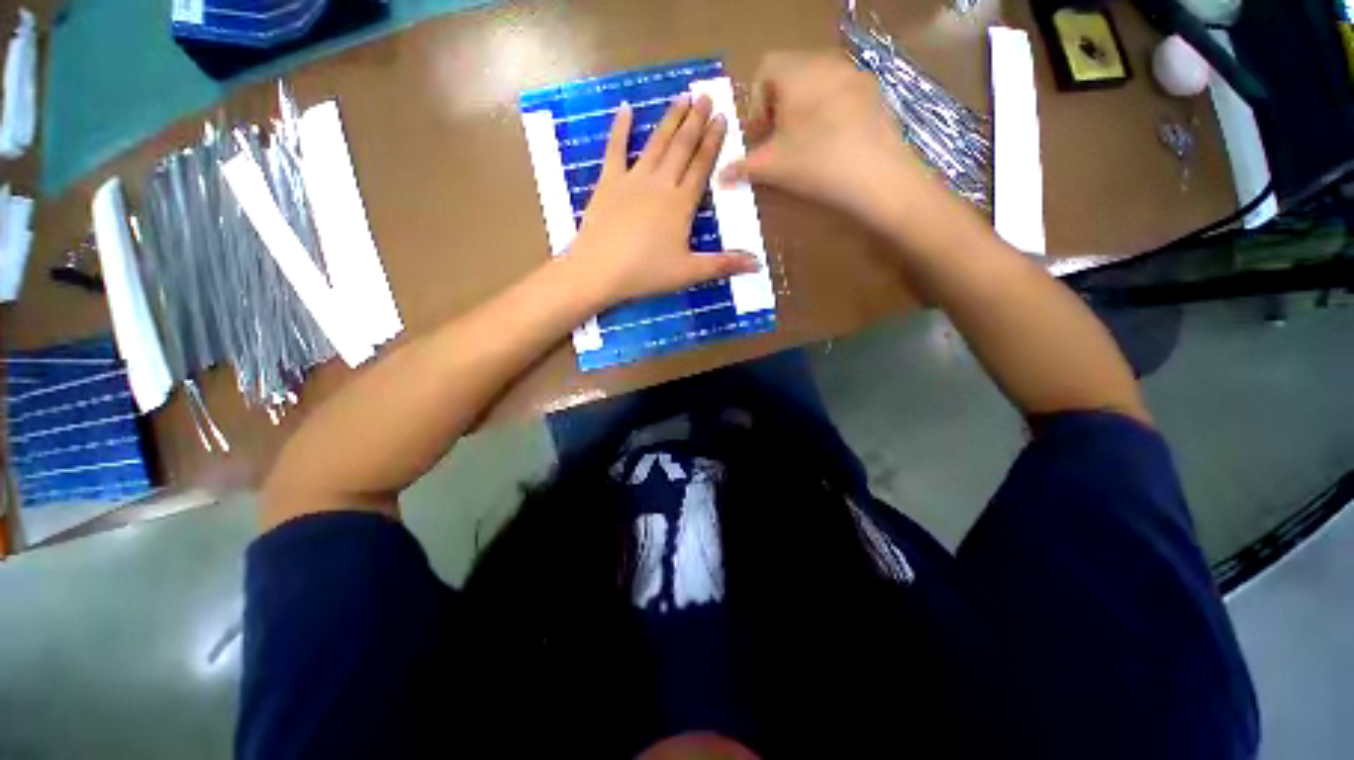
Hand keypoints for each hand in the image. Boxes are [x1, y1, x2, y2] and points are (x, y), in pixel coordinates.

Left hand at [566, 94, 758, 308]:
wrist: (599, 271)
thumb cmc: (646, 273)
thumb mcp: (689, 273)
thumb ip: (723, 264)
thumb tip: (758, 264)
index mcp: (681, 204)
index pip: (702, 166)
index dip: (713, 142)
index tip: (722, 117)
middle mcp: (660, 184)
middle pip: (682, 148)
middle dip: (696, 122)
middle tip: (706, 96)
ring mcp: (632, 180)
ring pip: (657, 144)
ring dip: (670, 120)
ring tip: (682, 97)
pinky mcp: (608, 183)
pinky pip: (615, 150)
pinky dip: (620, 128)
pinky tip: (626, 109)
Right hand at [720, 52, 944, 234]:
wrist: (877, 176)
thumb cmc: (815, 164)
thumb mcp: (771, 168)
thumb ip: (742, 167)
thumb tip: (721, 175)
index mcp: (796, 71)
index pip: (765, 70)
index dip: (757, 105)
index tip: (760, 136)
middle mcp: (825, 61)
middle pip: (791, 75)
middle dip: (779, 108)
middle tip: (779, 143)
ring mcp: (854, 74)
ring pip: (817, 84)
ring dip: (803, 110)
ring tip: (805, 145)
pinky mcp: (874, 93)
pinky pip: (841, 94)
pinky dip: (828, 112)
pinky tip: (832, 143)